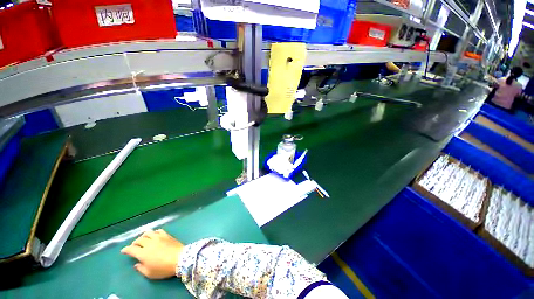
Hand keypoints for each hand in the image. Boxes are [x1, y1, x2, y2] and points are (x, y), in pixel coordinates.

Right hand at [121, 229, 183, 279]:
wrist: (180, 258)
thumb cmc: (163, 268)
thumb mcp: (150, 273)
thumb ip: (141, 269)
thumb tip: (137, 264)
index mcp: (143, 253)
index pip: (131, 249)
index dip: (126, 249)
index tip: (123, 250)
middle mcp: (149, 243)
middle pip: (139, 240)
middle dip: (134, 243)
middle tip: (134, 246)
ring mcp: (159, 237)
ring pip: (148, 233)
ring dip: (143, 236)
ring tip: (143, 239)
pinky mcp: (167, 235)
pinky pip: (159, 231)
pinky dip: (154, 232)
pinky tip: (154, 235)